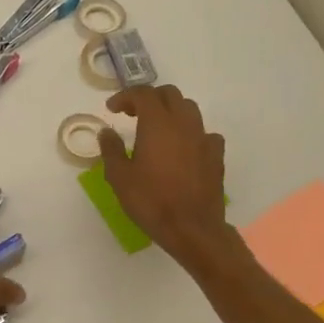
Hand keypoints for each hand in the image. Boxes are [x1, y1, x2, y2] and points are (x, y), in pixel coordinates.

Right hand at [99, 85, 233, 267]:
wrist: (192, 229)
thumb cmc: (151, 201)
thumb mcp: (119, 176)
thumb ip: (111, 149)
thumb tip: (107, 132)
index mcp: (157, 124)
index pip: (143, 94)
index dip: (125, 96)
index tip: (112, 109)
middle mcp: (183, 123)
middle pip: (169, 94)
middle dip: (149, 98)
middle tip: (132, 113)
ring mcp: (203, 138)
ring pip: (189, 109)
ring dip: (171, 111)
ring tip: (157, 128)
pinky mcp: (216, 156)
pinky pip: (204, 133)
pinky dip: (190, 133)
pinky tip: (183, 148)